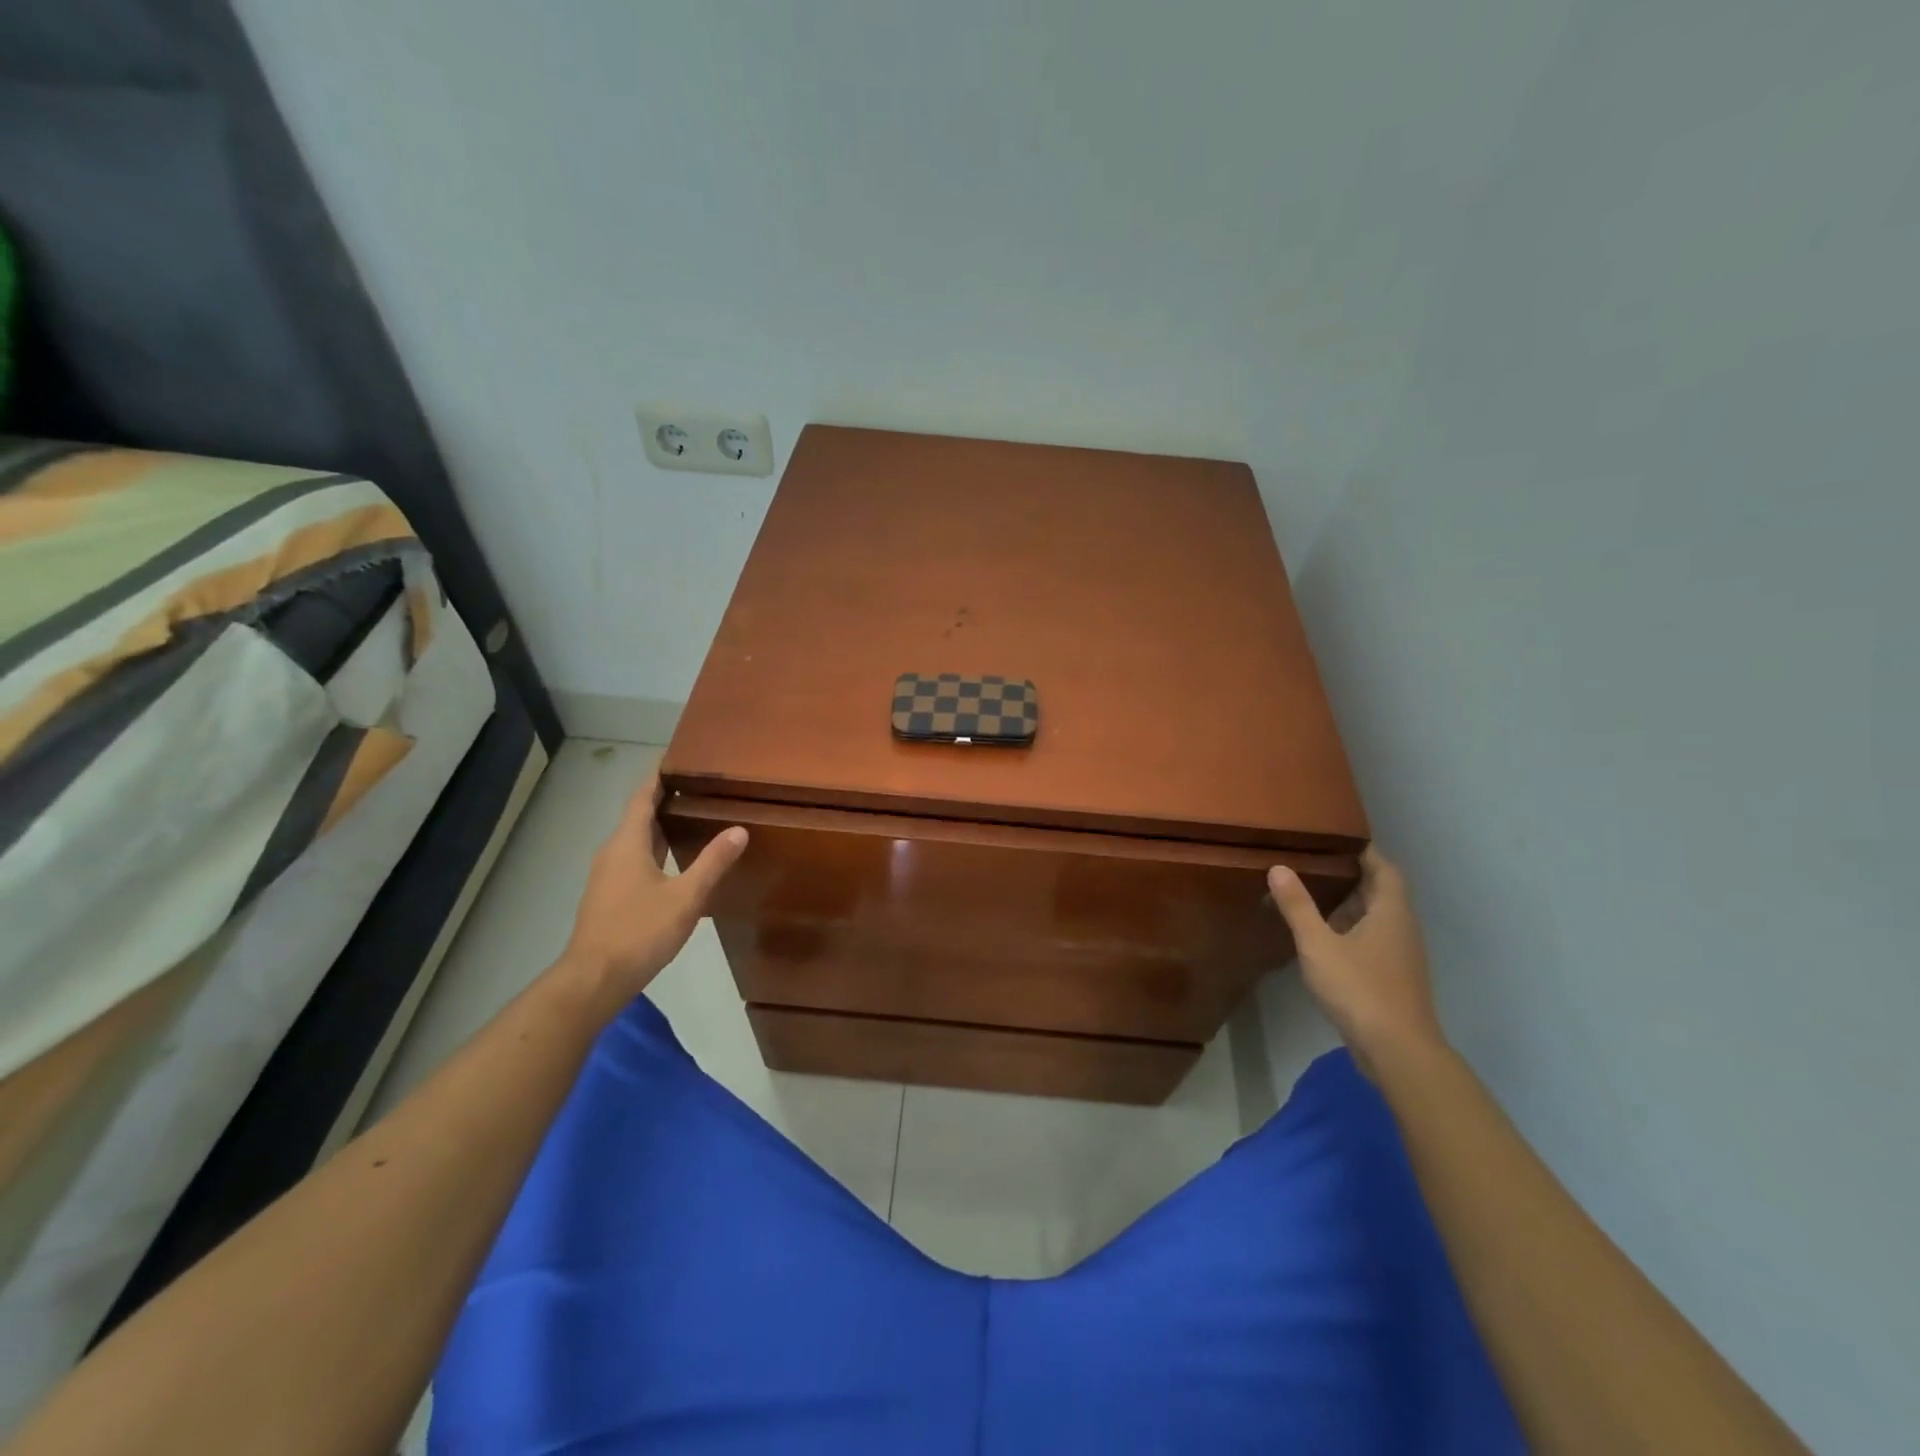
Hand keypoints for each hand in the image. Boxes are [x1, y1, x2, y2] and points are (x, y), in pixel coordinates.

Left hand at [560, 775, 746, 1015]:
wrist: (594, 979)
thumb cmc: (640, 931)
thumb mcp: (686, 896)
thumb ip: (712, 862)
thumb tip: (739, 829)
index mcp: (627, 843)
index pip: (642, 798)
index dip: (657, 777)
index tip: (675, 759)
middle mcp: (612, 853)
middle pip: (638, 817)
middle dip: (664, 800)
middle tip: (696, 788)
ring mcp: (606, 876)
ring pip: (635, 840)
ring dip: (659, 827)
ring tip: (691, 818)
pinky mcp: (608, 896)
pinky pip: (633, 859)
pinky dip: (654, 849)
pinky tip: (674, 861)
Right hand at [1268, 846, 1444, 1076]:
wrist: (1398, 1051)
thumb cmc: (1360, 988)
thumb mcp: (1318, 944)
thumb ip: (1298, 906)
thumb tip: (1279, 867)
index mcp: (1391, 912)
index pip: (1384, 868)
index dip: (1364, 852)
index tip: (1336, 840)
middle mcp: (1402, 928)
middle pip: (1381, 892)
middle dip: (1352, 877)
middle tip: (1314, 864)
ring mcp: (1401, 956)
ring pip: (1377, 919)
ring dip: (1350, 906)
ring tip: (1312, 896)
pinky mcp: (1393, 978)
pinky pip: (1372, 941)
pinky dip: (1351, 931)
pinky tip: (1324, 939)